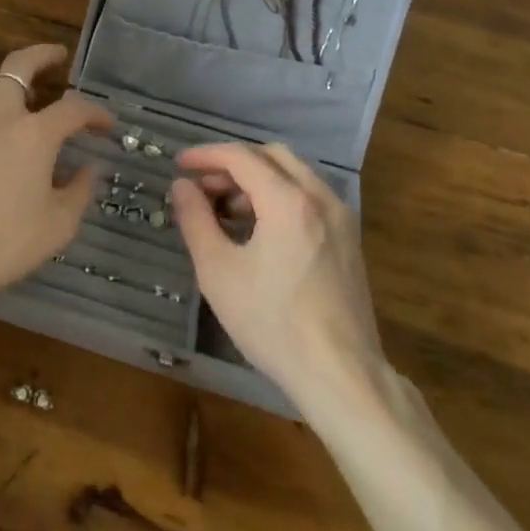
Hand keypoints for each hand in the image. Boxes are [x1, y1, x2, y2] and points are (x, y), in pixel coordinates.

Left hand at [0, 45, 112, 324]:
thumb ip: (78, 191)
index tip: (106, 124)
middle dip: (42, 55)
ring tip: (18, 95)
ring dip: (6, 82)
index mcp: (33, 134)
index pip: (73, 108)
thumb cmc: (3, 244)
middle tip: (57, 57)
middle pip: (18, 65)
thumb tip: (88, 169)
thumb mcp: (57, 226)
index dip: (95, 112)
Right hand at [171, 142, 386, 410]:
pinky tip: (260, 231)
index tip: (180, 165)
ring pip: (294, 175)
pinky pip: (310, 198)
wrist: (341, 375)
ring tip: (226, 212)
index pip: (241, 156)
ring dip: (258, 180)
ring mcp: (340, 218)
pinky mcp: (349, 240)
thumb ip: (196, 220)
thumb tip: (182, 186)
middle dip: (234, 164)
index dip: (206, 155)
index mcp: (288, 200)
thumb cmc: (273, 323)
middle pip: (272, 156)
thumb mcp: (219, 272)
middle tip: (204, 187)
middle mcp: (320, 197)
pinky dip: (280, 197)